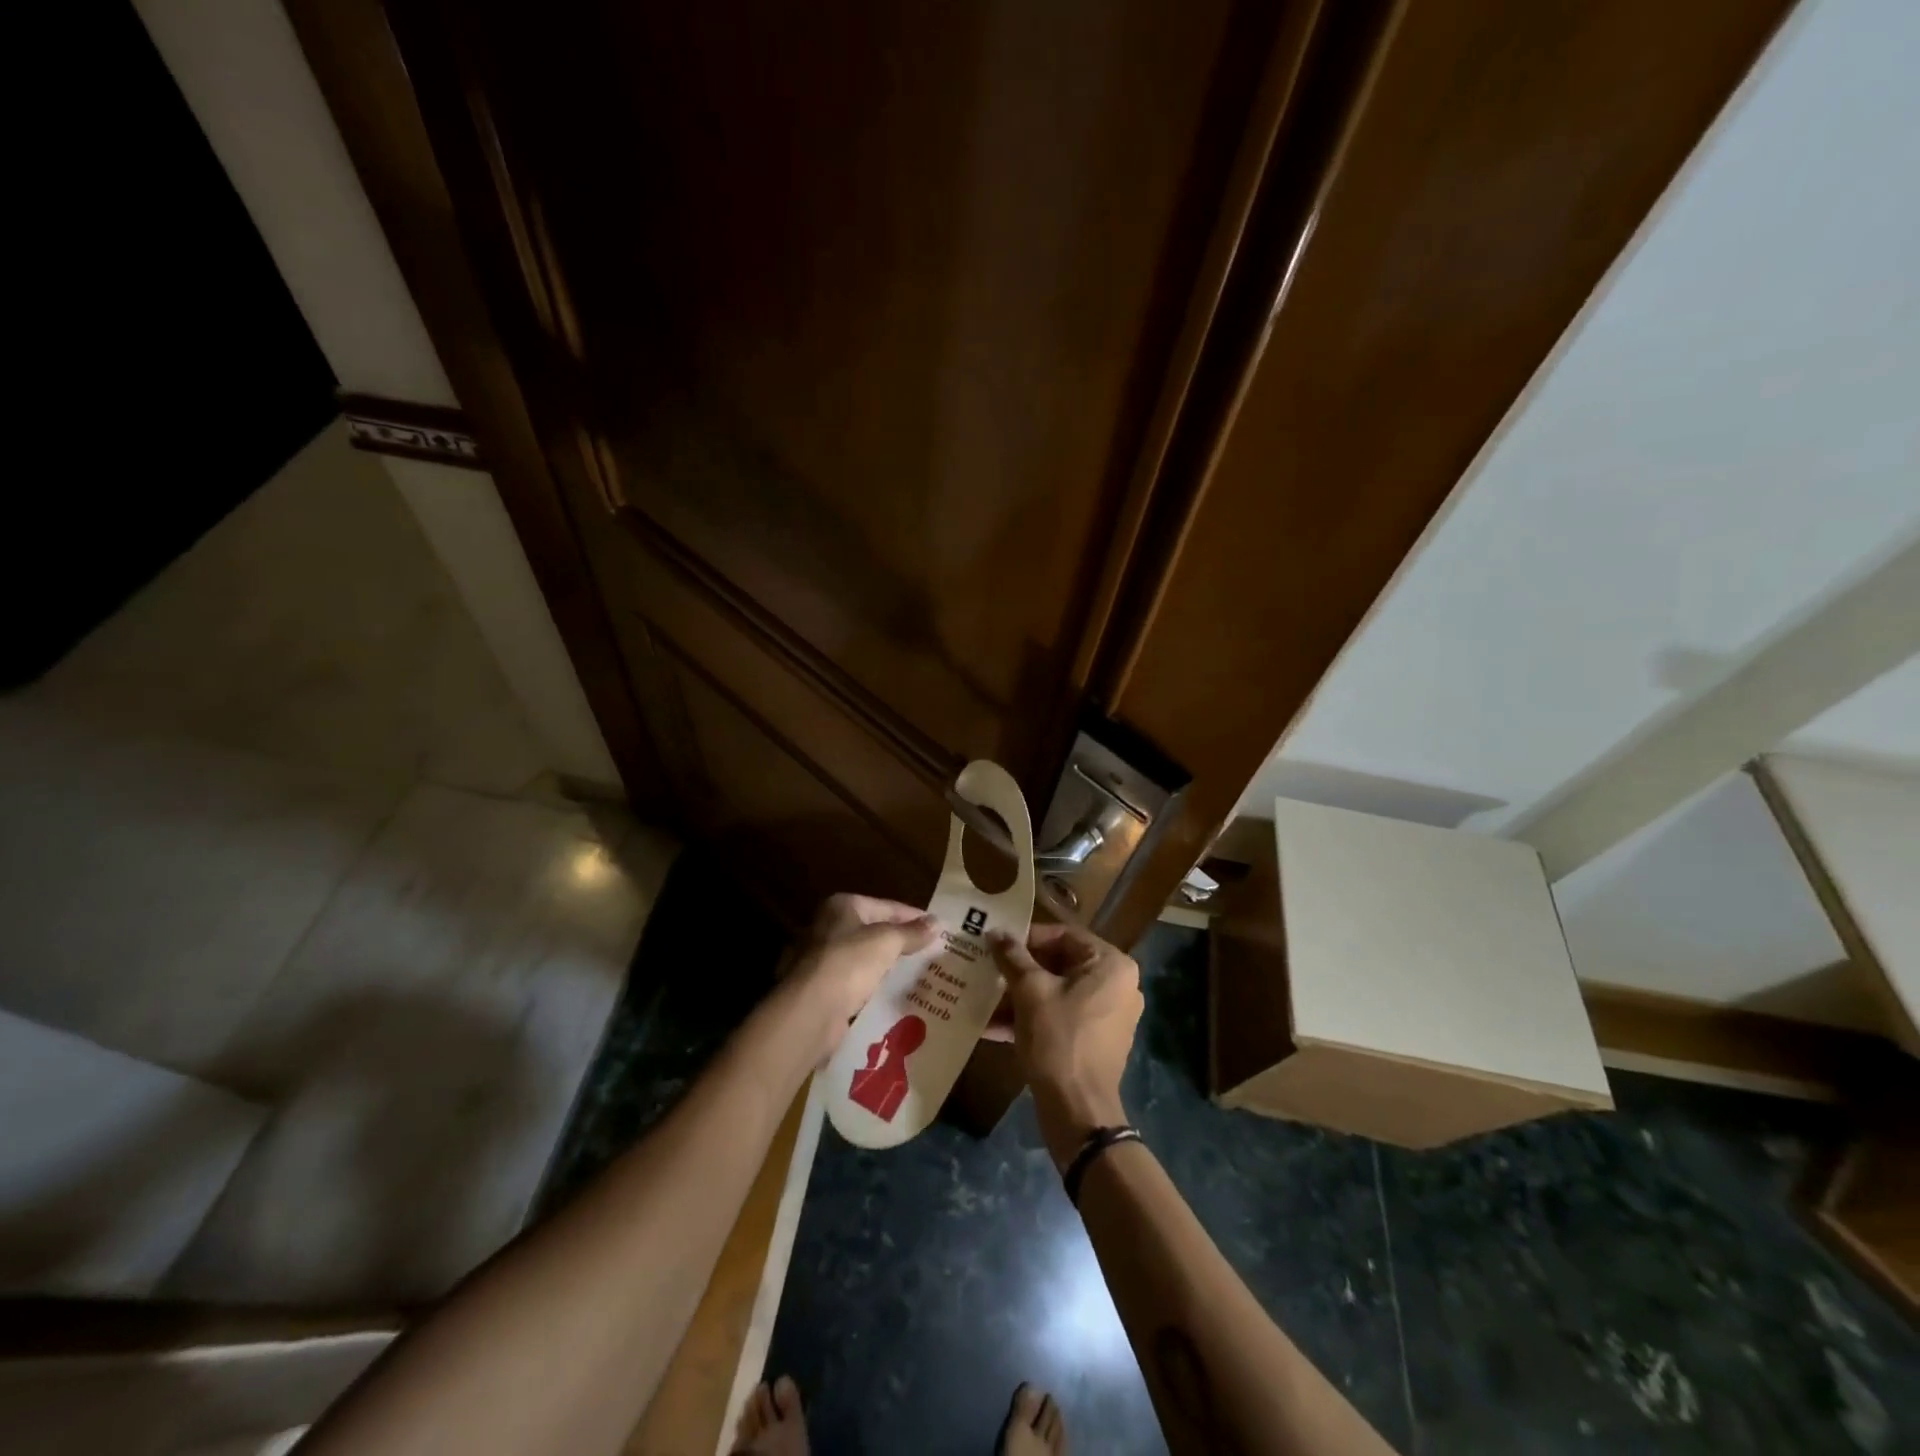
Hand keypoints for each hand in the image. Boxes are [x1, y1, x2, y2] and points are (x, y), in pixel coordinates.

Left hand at [787, 893, 936, 1060]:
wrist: (809, 1011)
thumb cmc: (848, 963)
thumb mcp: (886, 942)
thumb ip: (911, 932)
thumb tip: (937, 922)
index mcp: (843, 906)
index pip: (887, 906)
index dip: (915, 917)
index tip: (940, 929)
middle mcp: (829, 927)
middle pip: (875, 931)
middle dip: (902, 942)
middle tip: (933, 953)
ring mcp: (824, 958)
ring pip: (866, 958)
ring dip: (889, 965)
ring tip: (921, 974)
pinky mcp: (823, 988)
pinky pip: (857, 982)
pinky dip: (875, 986)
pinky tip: (895, 994)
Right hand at [989, 924, 1142, 1169]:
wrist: (1078, 1110)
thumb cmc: (1058, 1039)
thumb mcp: (1030, 992)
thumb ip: (1012, 957)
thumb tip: (995, 932)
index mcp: (1111, 964)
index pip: (1064, 935)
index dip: (1027, 938)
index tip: (997, 946)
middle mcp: (1118, 984)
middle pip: (1060, 963)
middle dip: (1020, 970)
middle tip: (988, 969)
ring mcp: (1109, 1014)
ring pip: (1058, 992)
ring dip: (1020, 995)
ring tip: (984, 996)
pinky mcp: (1097, 1040)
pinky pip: (1061, 1016)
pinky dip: (1032, 1018)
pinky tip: (993, 1026)